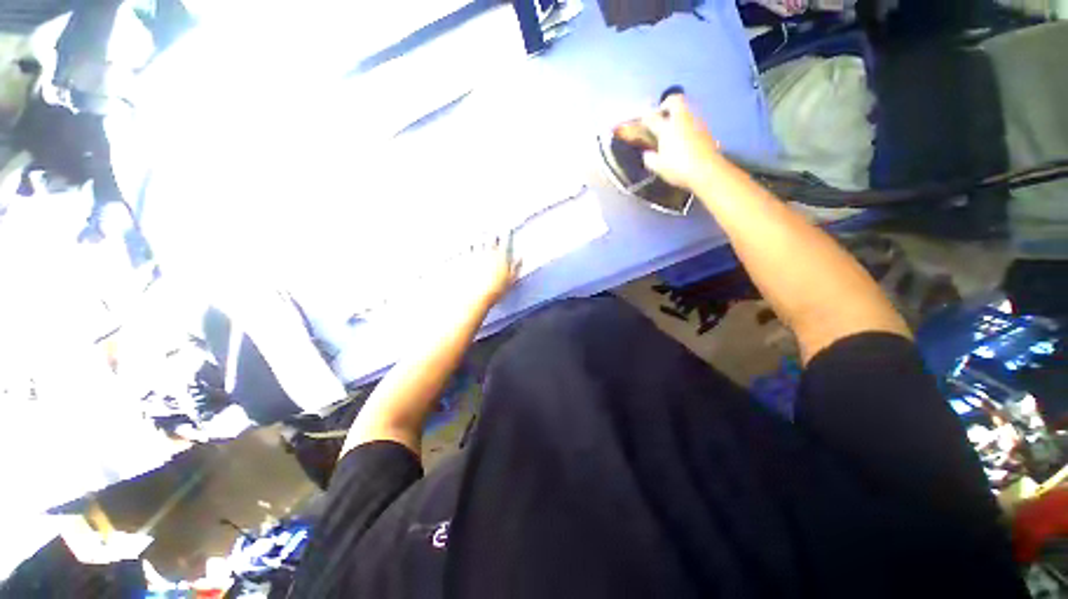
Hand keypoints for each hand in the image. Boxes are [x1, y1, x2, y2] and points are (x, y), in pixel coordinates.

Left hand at [453, 234, 518, 308]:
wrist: (475, 298)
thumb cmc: (494, 291)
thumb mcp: (510, 281)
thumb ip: (515, 267)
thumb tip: (519, 258)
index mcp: (501, 257)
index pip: (505, 241)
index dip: (507, 234)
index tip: (507, 229)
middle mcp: (487, 252)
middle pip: (490, 237)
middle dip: (492, 232)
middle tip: (492, 227)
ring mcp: (474, 254)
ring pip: (477, 239)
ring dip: (479, 234)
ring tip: (479, 231)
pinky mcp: (462, 259)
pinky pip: (463, 247)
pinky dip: (465, 243)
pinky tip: (464, 240)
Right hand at [630, 95, 722, 191]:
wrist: (706, 170)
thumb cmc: (678, 168)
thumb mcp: (658, 167)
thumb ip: (650, 158)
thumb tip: (647, 154)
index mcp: (666, 128)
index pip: (652, 118)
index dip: (646, 118)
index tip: (643, 120)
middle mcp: (681, 119)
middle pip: (675, 100)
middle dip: (667, 104)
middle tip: (662, 114)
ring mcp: (696, 121)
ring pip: (687, 107)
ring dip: (679, 112)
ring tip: (674, 125)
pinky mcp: (706, 128)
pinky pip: (694, 118)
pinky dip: (687, 122)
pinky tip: (685, 135)